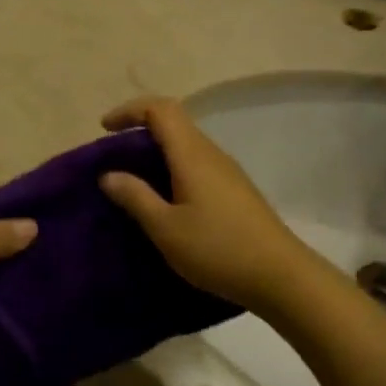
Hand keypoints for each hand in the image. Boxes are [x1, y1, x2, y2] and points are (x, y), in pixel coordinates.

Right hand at [97, 97, 313, 313]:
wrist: (281, 276)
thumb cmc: (217, 249)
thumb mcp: (166, 228)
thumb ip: (135, 197)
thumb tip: (109, 174)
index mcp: (192, 155)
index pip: (160, 109)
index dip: (130, 111)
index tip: (104, 130)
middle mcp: (211, 154)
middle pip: (174, 123)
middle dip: (140, 131)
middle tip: (113, 157)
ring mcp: (228, 173)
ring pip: (186, 146)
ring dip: (157, 153)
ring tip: (133, 181)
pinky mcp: (236, 191)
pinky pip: (197, 166)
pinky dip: (173, 170)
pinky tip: (165, 201)